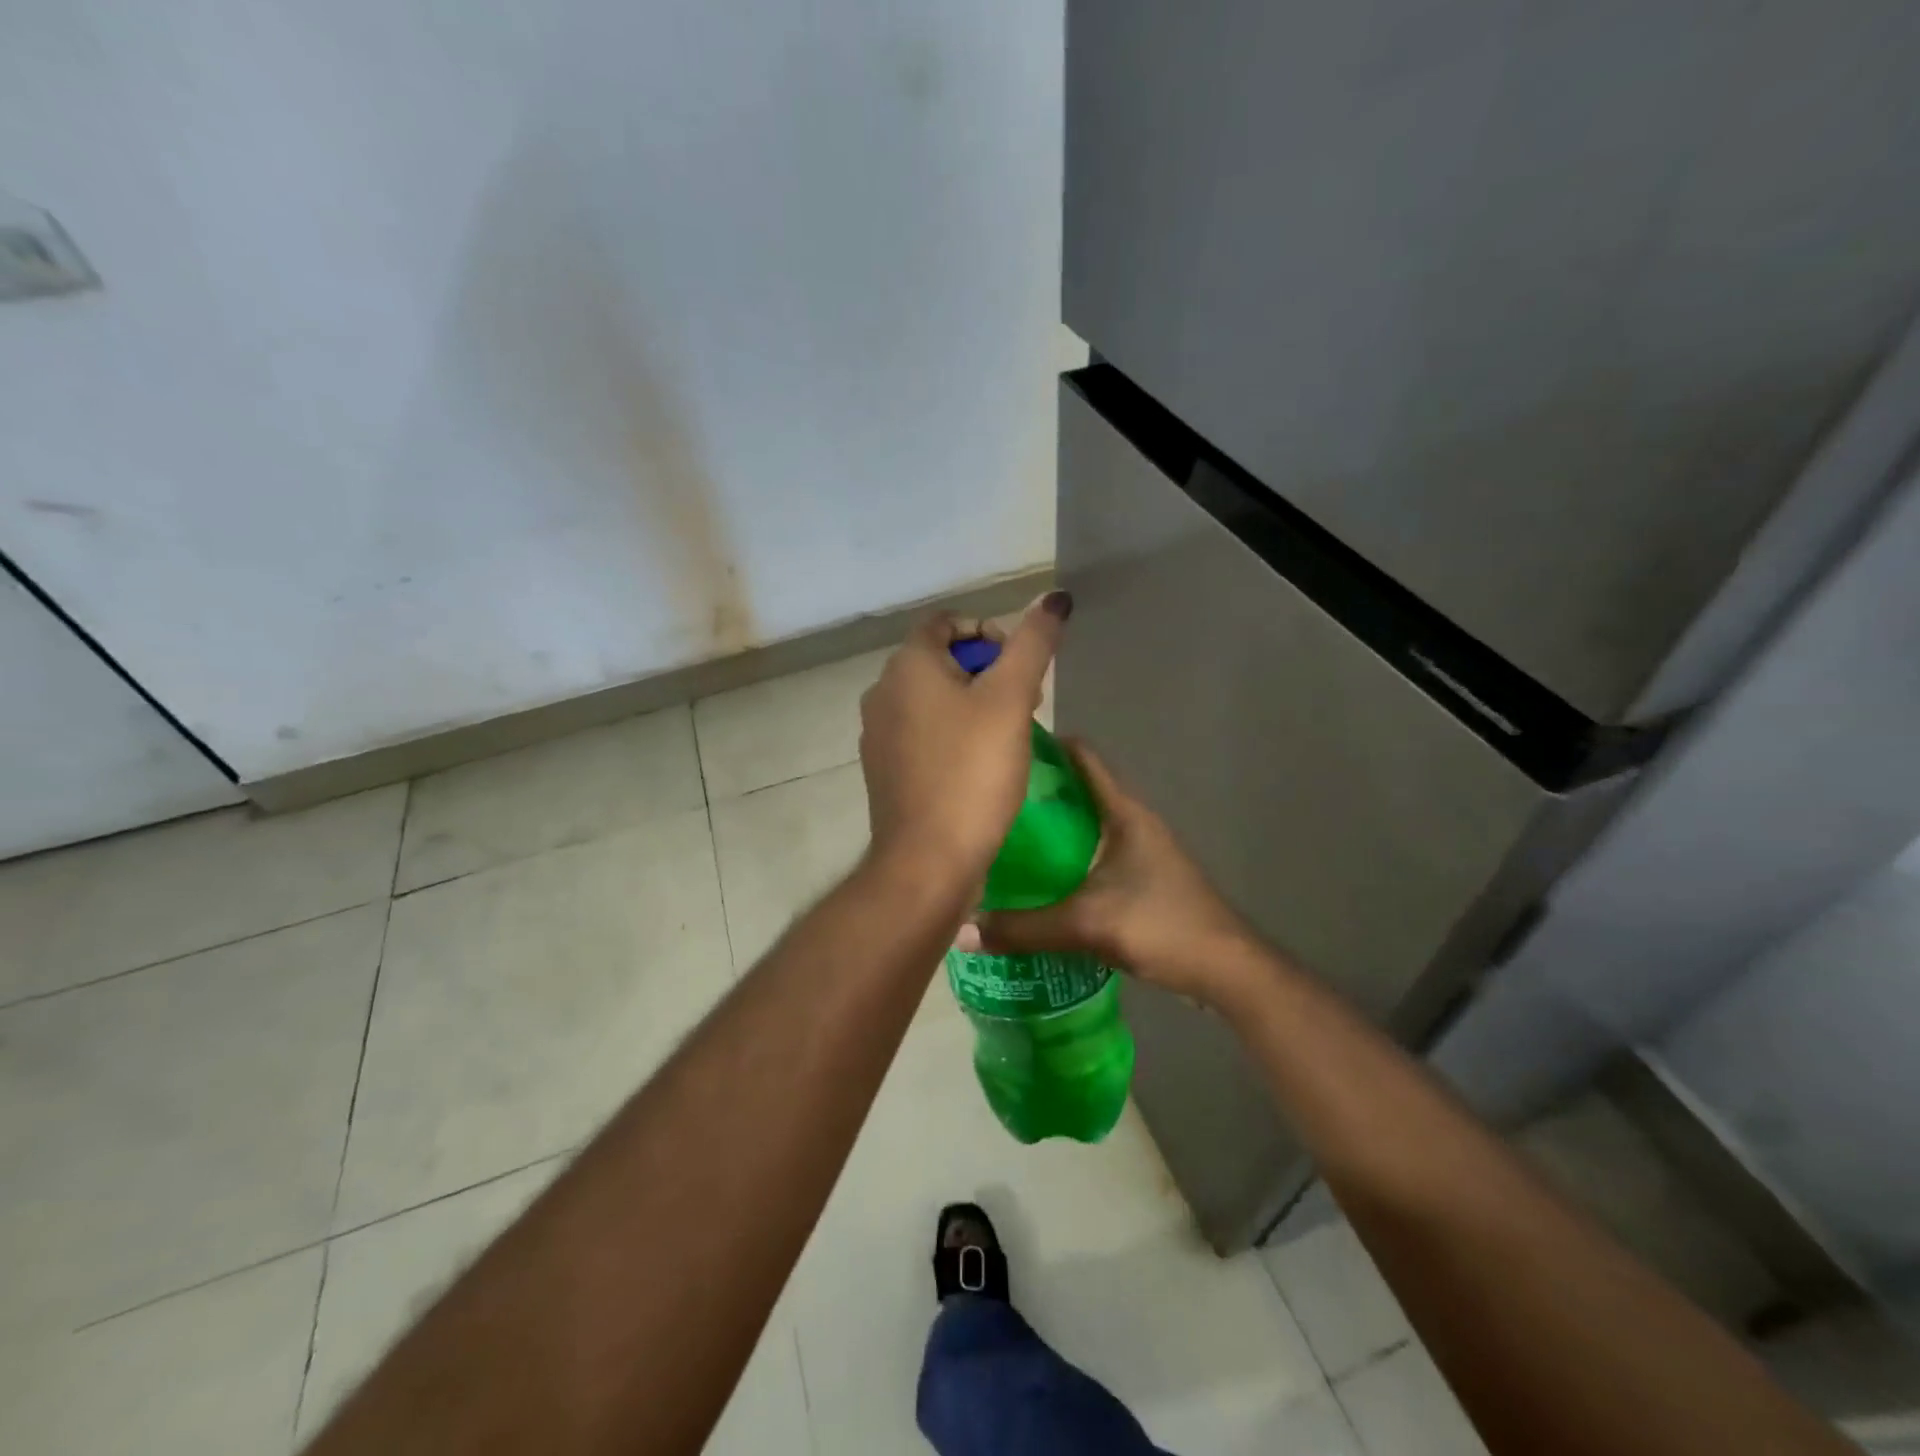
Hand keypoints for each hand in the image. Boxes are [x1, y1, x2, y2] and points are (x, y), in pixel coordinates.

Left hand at [858, 593, 1070, 888]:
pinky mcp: (884, 769)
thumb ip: (1033, 643)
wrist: (928, 860)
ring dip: (972, 705)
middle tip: (1024, 703)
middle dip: (987, 671)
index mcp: (906, 665)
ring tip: (1008, 736)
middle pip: (940, 660)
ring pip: (932, 699)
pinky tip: (979, 767)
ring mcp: (878, 734)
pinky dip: (952, 736)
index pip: (947, 622)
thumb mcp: (1011, 699)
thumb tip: (1055, 597)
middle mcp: (882, 692)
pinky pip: (922, 734)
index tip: (1019, 666)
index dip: (989, 632)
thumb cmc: (972, 772)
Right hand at [965, 740, 1260, 1005]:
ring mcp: (1141, 850)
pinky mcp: (1143, 878)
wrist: (1226, 969)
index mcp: (1124, 812)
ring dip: (1052, 826)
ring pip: (1087, 824)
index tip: (1002, 749)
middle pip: (1080, 789)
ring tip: (1004, 836)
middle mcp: (1133, 821)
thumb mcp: (1087, 925)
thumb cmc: (1162, 926)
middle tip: (988, 800)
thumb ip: (1024, 928)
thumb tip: (963, 929)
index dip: (1046, 746)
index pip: (1083, 757)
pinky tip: (1039, 878)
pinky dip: (1066, 856)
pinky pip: (1094, 853)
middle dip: (1038, 791)